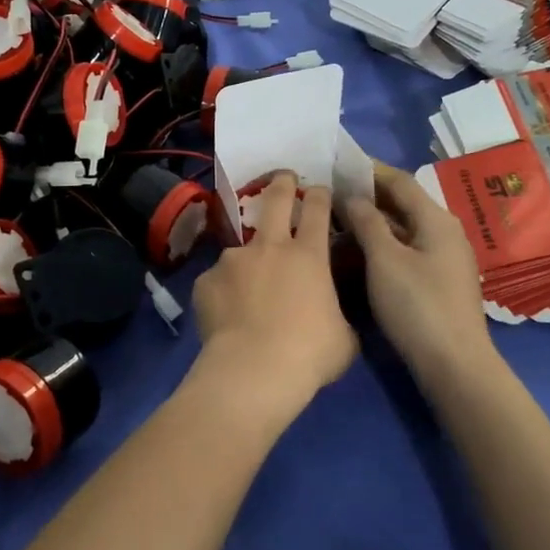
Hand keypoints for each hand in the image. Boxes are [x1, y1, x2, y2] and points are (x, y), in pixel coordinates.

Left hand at [191, 173, 357, 416]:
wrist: (253, 371)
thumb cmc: (309, 354)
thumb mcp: (343, 337)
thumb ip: (337, 314)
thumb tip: (332, 314)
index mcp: (308, 255)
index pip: (317, 208)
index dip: (319, 194)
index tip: (319, 189)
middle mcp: (269, 247)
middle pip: (275, 198)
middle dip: (281, 183)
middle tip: (283, 177)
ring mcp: (233, 260)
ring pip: (242, 248)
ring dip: (248, 261)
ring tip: (247, 289)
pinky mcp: (206, 280)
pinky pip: (218, 281)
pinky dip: (224, 292)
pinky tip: (226, 314)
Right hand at [342, 162, 488, 370]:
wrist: (454, 365)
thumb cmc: (418, 306)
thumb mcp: (385, 260)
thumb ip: (367, 222)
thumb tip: (351, 196)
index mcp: (436, 220)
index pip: (400, 181)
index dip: (369, 170)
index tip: (338, 165)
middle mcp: (445, 232)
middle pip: (403, 203)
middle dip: (368, 196)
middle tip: (331, 194)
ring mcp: (444, 259)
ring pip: (403, 229)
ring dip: (372, 222)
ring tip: (338, 221)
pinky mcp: (438, 282)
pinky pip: (406, 250)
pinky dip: (382, 244)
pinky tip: (359, 253)